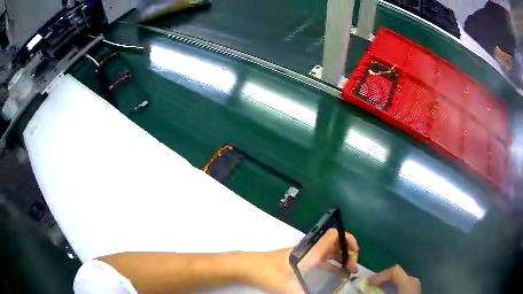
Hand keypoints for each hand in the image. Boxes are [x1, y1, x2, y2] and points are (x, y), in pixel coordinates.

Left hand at [250, 229, 358, 293]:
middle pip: (334, 244)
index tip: (354, 253)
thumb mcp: (287, 288)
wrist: (247, 267)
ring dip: (339, 260)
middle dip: (347, 254)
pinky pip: (319, 259)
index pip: (333, 235)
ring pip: (327, 252)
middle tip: (352, 269)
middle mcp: (309, 249)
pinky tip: (331, 276)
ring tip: (346, 273)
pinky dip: (329, 264)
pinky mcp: (298, 260)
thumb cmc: (267, 274)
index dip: (348, 239)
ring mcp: (303, 254)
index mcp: (310, 251)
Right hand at [368, 265, 420, 293]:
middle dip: (382, 280)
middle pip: (397, 275)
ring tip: (377, 291)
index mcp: (408, 282)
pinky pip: (402, 286)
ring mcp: (415, 287)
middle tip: (370, 286)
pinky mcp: (414, 292)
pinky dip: (393, 289)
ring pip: (400, 281)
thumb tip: (363, 292)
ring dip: (387, 285)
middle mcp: (413, 281)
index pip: (394, 270)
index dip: (380, 275)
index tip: (368, 283)